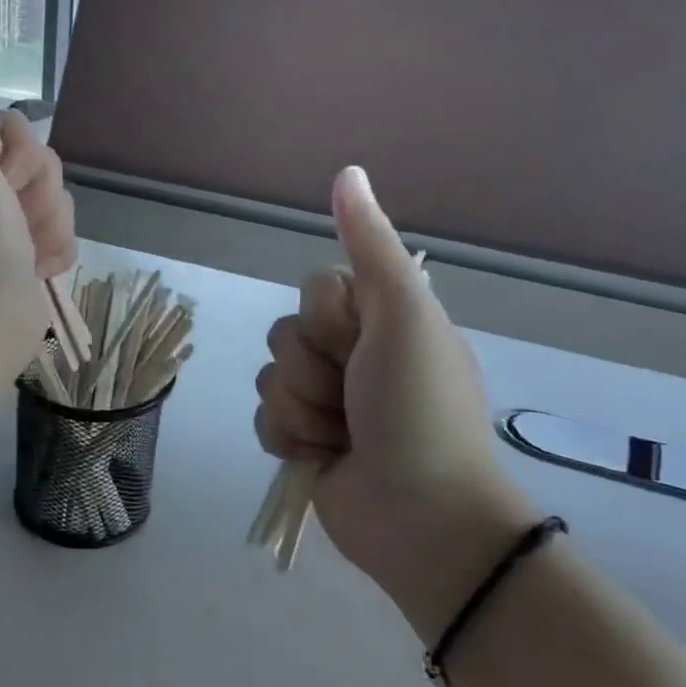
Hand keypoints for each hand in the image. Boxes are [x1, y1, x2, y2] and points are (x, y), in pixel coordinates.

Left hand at [0, 34, 75, 367]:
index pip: (20, 132)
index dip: (21, 152)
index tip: (0, 177)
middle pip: (47, 167)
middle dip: (38, 195)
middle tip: (12, 218)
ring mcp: (11, 231)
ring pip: (61, 204)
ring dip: (49, 228)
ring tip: (24, 253)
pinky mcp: (33, 261)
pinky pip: (67, 238)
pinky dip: (56, 255)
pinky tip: (35, 270)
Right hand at [254, 167, 532, 640]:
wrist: (421, 516)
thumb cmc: (419, 408)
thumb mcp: (403, 314)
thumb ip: (370, 245)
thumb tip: (347, 170)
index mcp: (381, 319)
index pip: (314, 289)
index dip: (327, 319)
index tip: (362, 344)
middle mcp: (352, 355)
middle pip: (286, 333)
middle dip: (313, 370)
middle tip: (356, 398)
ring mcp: (326, 401)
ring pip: (270, 378)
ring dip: (303, 410)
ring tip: (343, 438)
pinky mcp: (304, 443)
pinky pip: (264, 420)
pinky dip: (290, 440)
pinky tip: (322, 459)